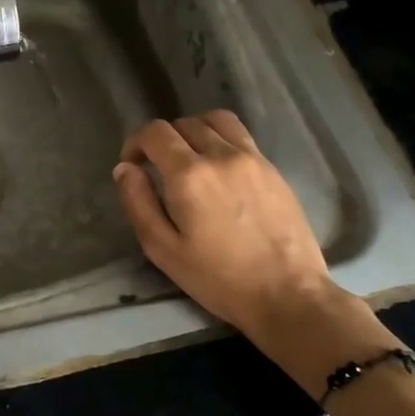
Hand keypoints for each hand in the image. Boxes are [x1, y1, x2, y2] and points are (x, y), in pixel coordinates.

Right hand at [114, 111, 389, 384]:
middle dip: (163, 139)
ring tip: (190, 158)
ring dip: (194, 131)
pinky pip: (241, 136)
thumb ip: (138, 202)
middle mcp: (221, 155)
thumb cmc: (218, 278)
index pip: (155, 133)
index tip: (133, 165)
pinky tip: (219, 170)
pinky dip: (221, 140)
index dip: (135, 143)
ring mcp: (253, 158)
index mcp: (189, 175)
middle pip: (184, 123)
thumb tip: (125, 168)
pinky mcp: (273, 169)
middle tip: (158, 168)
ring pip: (216, 121)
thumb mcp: (163, 249)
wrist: (288, 295)